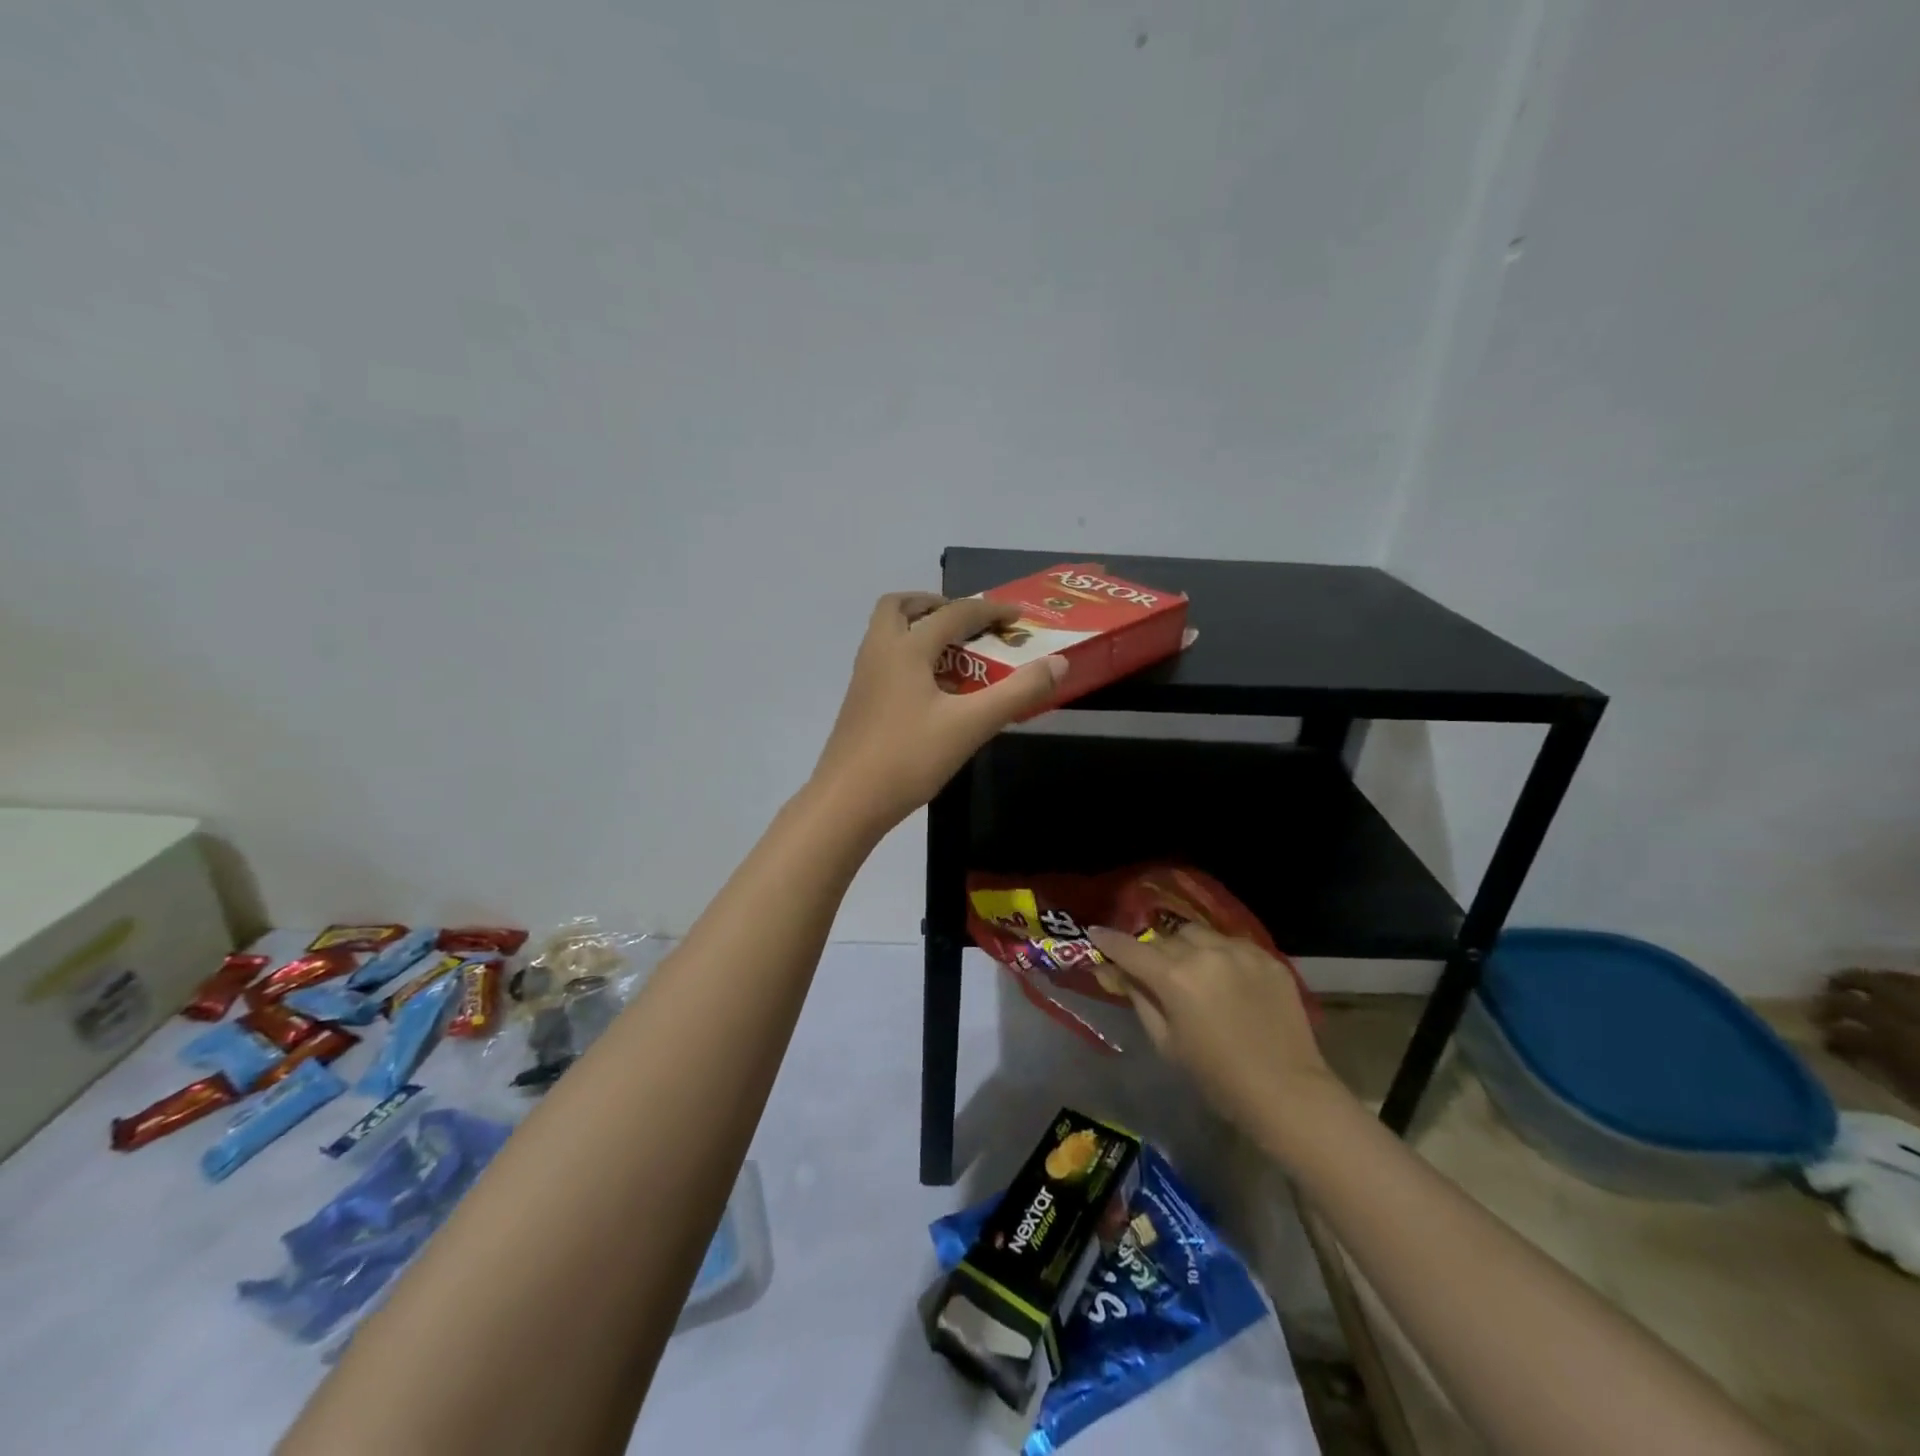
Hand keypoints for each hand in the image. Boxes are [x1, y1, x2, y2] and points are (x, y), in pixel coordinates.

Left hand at [810, 592, 1065, 835]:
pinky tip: (932, 691)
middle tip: (966, 622)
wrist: (847, 801)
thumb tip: (1059, 663)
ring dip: (920, 630)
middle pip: (899, 607)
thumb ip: (1017, 693)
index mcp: (905, 649)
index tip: (1018, 617)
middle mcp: (879, 652)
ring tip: (955, 655)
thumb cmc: (909, 758)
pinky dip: (910, 657)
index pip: (953, 613)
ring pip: (888, 634)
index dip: (989, 611)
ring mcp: (863, 678)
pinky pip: (885, 661)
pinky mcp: (859, 703)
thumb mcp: (971, 725)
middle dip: (935, 604)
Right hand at [1088, 923, 1347, 1150]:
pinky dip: (1220, 955)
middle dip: (1153, 951)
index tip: (1094, 934)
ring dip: (1186, 947)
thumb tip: (1117, 973)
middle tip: (1151, 969)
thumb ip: (1139, 1000)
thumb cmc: (1218, 1078)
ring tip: (1191, 969)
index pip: (1129, 948)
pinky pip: (1231, 944)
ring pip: (1198, 934)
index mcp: (1175, 977)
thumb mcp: (1167, 1043)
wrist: (1288, 1093)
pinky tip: (1225, 979)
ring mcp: (1240, 951)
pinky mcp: (1268, 957)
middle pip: (1165, 937)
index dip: (1108, 940)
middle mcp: (1205, 953)